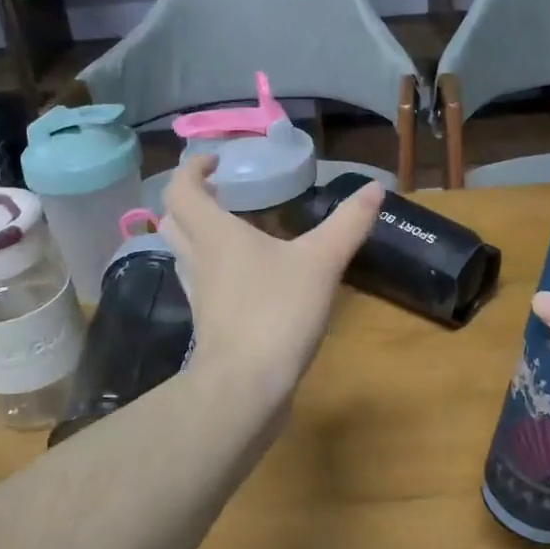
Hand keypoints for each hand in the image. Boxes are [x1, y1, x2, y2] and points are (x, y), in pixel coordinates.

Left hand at [160, 157, 382, 404]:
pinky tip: (248, 277)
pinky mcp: (208, 322)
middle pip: (174, 219)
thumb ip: (348, 224)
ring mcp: (199, 294)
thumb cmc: (277, 313)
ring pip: (183, 252)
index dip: (193, 168)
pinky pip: (201, 282)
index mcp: (214, 234)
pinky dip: (214, 267)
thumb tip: (375, 187)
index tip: (218, 161)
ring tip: (236, 230)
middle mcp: (197, 259)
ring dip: (199, 233)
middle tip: (223, 193)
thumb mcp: (321, 262)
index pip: (181, 189)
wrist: (246, 386)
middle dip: (192, 199)